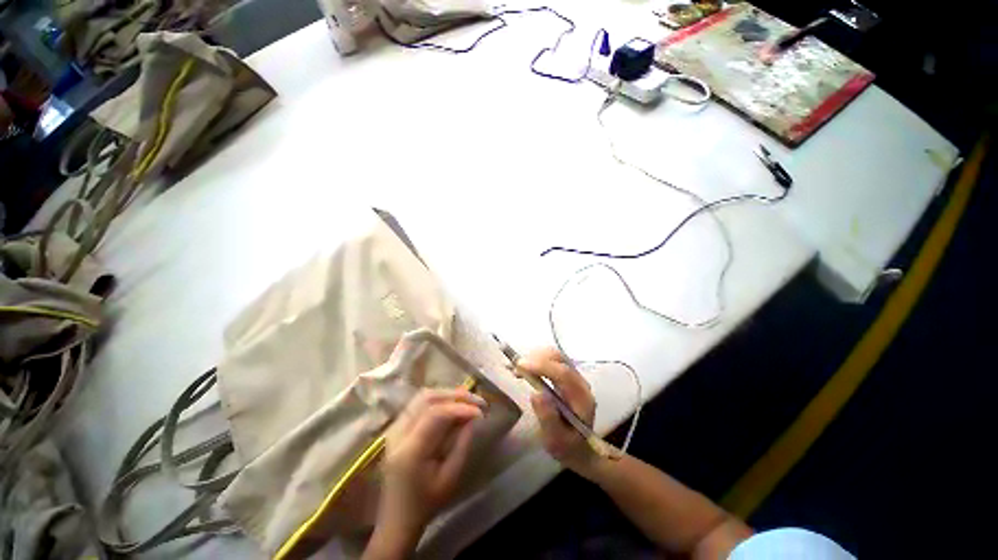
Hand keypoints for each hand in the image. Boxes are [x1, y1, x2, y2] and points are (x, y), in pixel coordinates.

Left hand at [367, 389, 484, 557]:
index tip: (481, 412)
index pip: (436, 414)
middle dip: (456, 395)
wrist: (398, 517)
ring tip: (468, 400)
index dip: (460, 408)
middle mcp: (398, 433)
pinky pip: (419, 403)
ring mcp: (394, 428)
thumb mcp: (450, 478)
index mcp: (410, 450)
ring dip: (447, 394)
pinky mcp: (396, 427)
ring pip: (423, 396)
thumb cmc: (427, 502)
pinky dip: (439, 399)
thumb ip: (462, 444)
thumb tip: (473, 417)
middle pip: (427, 399)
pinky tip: (453, 404)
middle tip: (477, 400)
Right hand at [515, 348, 602, 477]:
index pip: (563, 373)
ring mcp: (574, 376)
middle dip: (536, 358)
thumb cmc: (568, 446)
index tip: (520, 366)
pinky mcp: (567, 375)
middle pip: (559, 359)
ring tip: (518, 369)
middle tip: (516, 368)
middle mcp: (580, 382)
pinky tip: (525, 369)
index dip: (542, 366)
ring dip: (535, 357)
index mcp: (581, 398)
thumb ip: (548, 418)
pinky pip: (552, 360)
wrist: (580, 447)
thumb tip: (536, 394)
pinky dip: (537, 359)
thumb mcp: (556, 441)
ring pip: (555, 355)